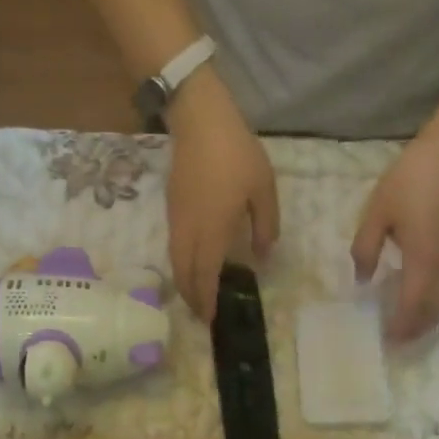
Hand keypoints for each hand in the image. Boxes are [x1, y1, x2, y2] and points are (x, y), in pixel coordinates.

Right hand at [165, 70, 278, 324]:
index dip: (207, 299)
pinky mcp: (172, 208)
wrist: (200, 120)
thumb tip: (261, 256)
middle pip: (184, 273)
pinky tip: (194, 264)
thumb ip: (265, 227)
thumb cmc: (236, 154)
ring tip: (197, 295)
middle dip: (192, 297)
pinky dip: (182, 263)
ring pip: (176, 261)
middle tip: (202, 314)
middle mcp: (189, 231)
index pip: (206, 275)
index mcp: (212, 230)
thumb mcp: (264, 190)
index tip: (211, 318)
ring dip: (185, 282)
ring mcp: (177, 219)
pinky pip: (174, 246)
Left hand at [350, 132, 438, 341]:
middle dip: (416, 329)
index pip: (412, 306)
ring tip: (406, 325)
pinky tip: (418, 295)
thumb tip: (362, 280)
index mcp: (423, 261)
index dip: (401, 326)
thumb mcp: (378, 212)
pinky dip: (434, 300)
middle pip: (434, 310)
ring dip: (427, 317)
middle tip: (397, 341)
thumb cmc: (413, 179)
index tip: (386, 341)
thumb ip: (366, 249)